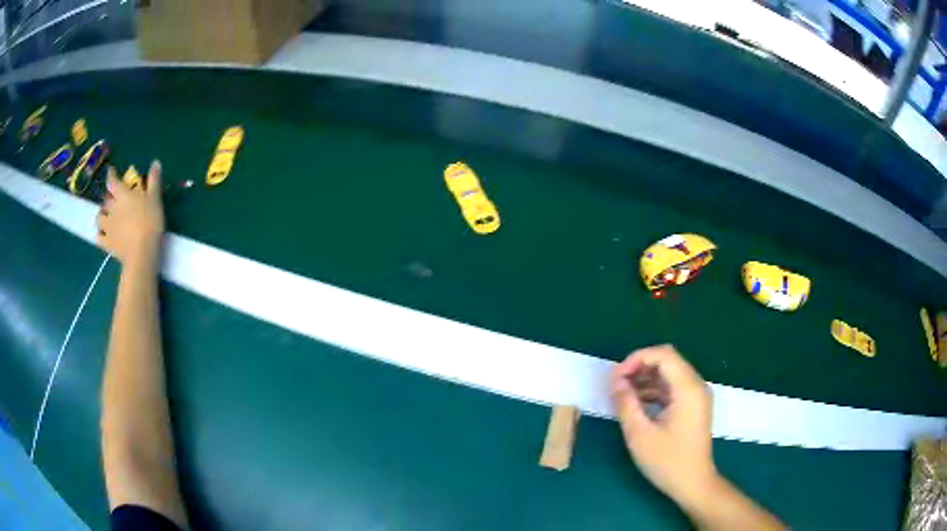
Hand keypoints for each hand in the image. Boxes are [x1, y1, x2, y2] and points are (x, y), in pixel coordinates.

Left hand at [97, 161, 164, 266]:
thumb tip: (155, 161)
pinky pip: (100, 238)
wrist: (141, 253)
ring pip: (99, 218)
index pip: (113, 181)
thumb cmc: (149, 223)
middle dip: (107, 197)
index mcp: (123, 195)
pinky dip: (100, 235)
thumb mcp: (155, 199)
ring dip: (101, 214)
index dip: (111, 175)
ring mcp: (108, 227)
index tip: (110, 171)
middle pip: (106, 200)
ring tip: (104, 215)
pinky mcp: (108, 243)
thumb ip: (154, 180)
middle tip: (111, 196)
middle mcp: (112, 209)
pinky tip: (102, 235)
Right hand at [611, 345, 717, 506]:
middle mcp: (696, 386)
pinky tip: (637, 404)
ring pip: (669, 373)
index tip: (616, 378)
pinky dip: (654, 390)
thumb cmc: (667, 461)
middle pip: (667, 360)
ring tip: (622, 395)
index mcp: (688, 389)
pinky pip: (672, 387)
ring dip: (645, 379)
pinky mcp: (693, 406)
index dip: (636, 359)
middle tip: (617, 385)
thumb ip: (626, 404)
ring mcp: (696, 396)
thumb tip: (615, 381)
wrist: (693, 483)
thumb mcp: (640, 435)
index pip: (663, 355)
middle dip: (639, 367)